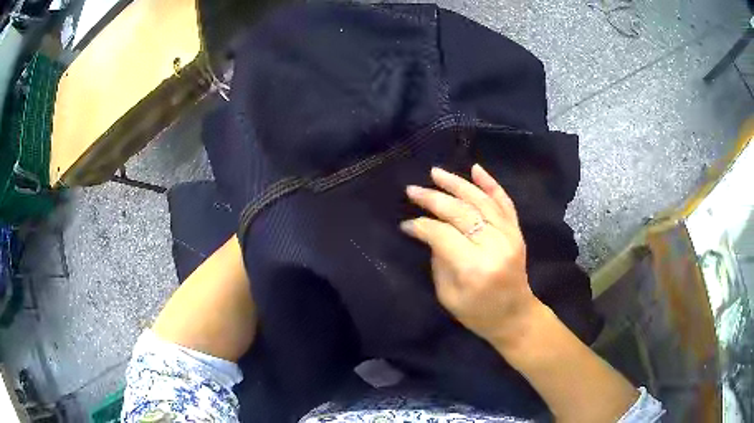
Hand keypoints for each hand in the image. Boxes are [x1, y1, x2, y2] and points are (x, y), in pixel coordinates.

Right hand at [401, 165, 541, 344]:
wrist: (515, 316)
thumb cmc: (478, 313)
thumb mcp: (448, 295)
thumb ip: (439, 260)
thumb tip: (430, 231)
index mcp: (474, 267)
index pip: (442, 234)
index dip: (421, 226)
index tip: (406, 223)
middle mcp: (494, 246)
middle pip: (460, 212)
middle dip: (433, 199)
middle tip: (413, 190)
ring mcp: (510, 236)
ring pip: (481, 201)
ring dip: (457, 184)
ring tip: (436, 173)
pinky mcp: (517, 232)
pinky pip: (504, 202)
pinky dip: (490, 184)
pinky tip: (475, 169)